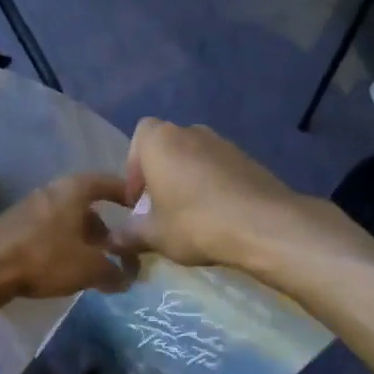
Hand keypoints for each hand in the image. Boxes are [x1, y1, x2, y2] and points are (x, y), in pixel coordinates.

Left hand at [0, 172, 134, 300]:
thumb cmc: (45, 258)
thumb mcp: (89, 268)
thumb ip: (114, 272)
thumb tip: (127, 278)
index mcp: (74, 190)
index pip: (108, 182)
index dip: (127, 194)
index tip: (142, 209)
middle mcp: (53, 191)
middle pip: (87, 206)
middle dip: (106, 228)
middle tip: (118, 251)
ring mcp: (30, 208)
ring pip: (67, 221)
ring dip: (83, 240)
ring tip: (94, 265)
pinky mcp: (15, 227)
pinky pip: (50, 232)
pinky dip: (63, 246)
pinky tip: (65, 268)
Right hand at [107, 118, 311, 268]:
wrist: (262, 224)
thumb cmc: (195, 223)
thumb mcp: (154, 236)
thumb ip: (129, 235)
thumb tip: (111, 242)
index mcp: (161, 141)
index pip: (139, 137)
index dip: (134, 168)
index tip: (138, 201)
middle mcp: (191, 131)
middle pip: (167, 148)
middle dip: (160, 176)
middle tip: (161, 211)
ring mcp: (223, 143)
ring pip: (194, 158)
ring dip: (187, 181)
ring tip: (189, 217)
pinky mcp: (248, 158)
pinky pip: (219, 169)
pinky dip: (212, 186)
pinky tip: (216, 216)